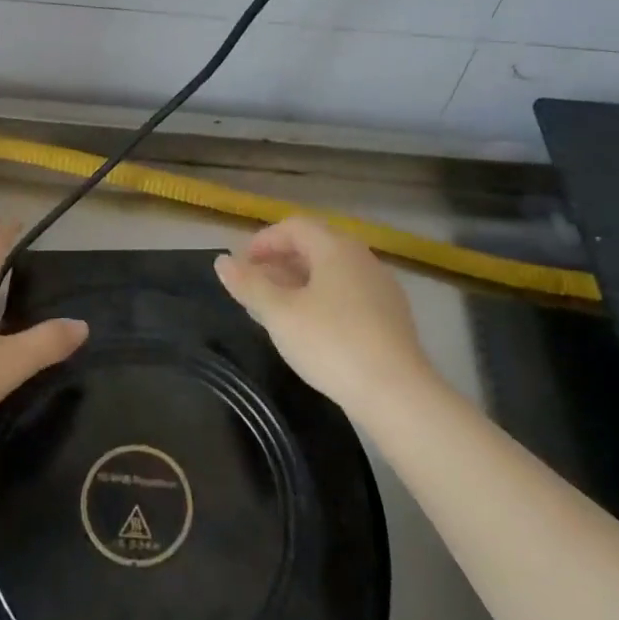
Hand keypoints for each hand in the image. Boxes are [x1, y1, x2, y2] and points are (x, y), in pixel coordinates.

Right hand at [214, 216, 435, 418]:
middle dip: (280, 261)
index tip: (241, 265)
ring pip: (332, 271)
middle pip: (314, 246)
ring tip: (277, 307)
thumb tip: (222, 261)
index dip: (263, 241)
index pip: (294, 227)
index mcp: (335, 248)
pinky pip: (348, 293)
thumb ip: (249, 285)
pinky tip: (311, 327)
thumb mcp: (280, 314)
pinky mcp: (391, 315)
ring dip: (300, 281)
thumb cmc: (331, 343)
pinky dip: (322, 298)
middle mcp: (361, 258)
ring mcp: (381, 286)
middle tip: (254, 286)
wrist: (396, 393)